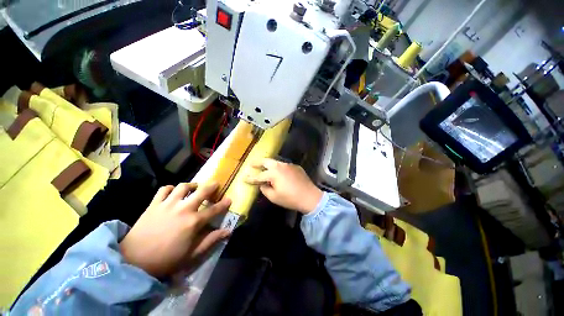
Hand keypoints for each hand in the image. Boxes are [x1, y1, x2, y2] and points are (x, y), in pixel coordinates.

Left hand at [119, 182, 230, 277]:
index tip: (229, 199)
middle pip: (202, 191)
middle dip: (212, 186)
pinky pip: (164, 189)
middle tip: (215, 184)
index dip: (224, 204)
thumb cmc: (166, 259)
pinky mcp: (154, 204)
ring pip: (183, 186)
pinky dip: (171, 188)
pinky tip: (173, 192)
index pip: (215, 209)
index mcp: (194, 222)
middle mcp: (183, 209)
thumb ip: (211, 240)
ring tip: (194, 187)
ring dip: (192, 185)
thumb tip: (228, 231)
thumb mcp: (192, 254)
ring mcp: (168, 204)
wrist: (133, 260)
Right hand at [246, 158, 322, 213]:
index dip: (251, 177)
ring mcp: (289, 165)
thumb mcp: (274, 197)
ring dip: (269, 164)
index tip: (244, 177)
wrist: (310, 196)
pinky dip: (279, 168)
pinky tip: (279, 173)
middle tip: (251, 163)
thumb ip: (265, 189)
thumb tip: (262, 184)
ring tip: (264, 167)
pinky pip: (284, 166)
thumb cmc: (290, 198)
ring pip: (276, 162)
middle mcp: (280, 166)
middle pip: (266, 161)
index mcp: (273, 173)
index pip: (259, 176)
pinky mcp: (295, 166)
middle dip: (257, 162)